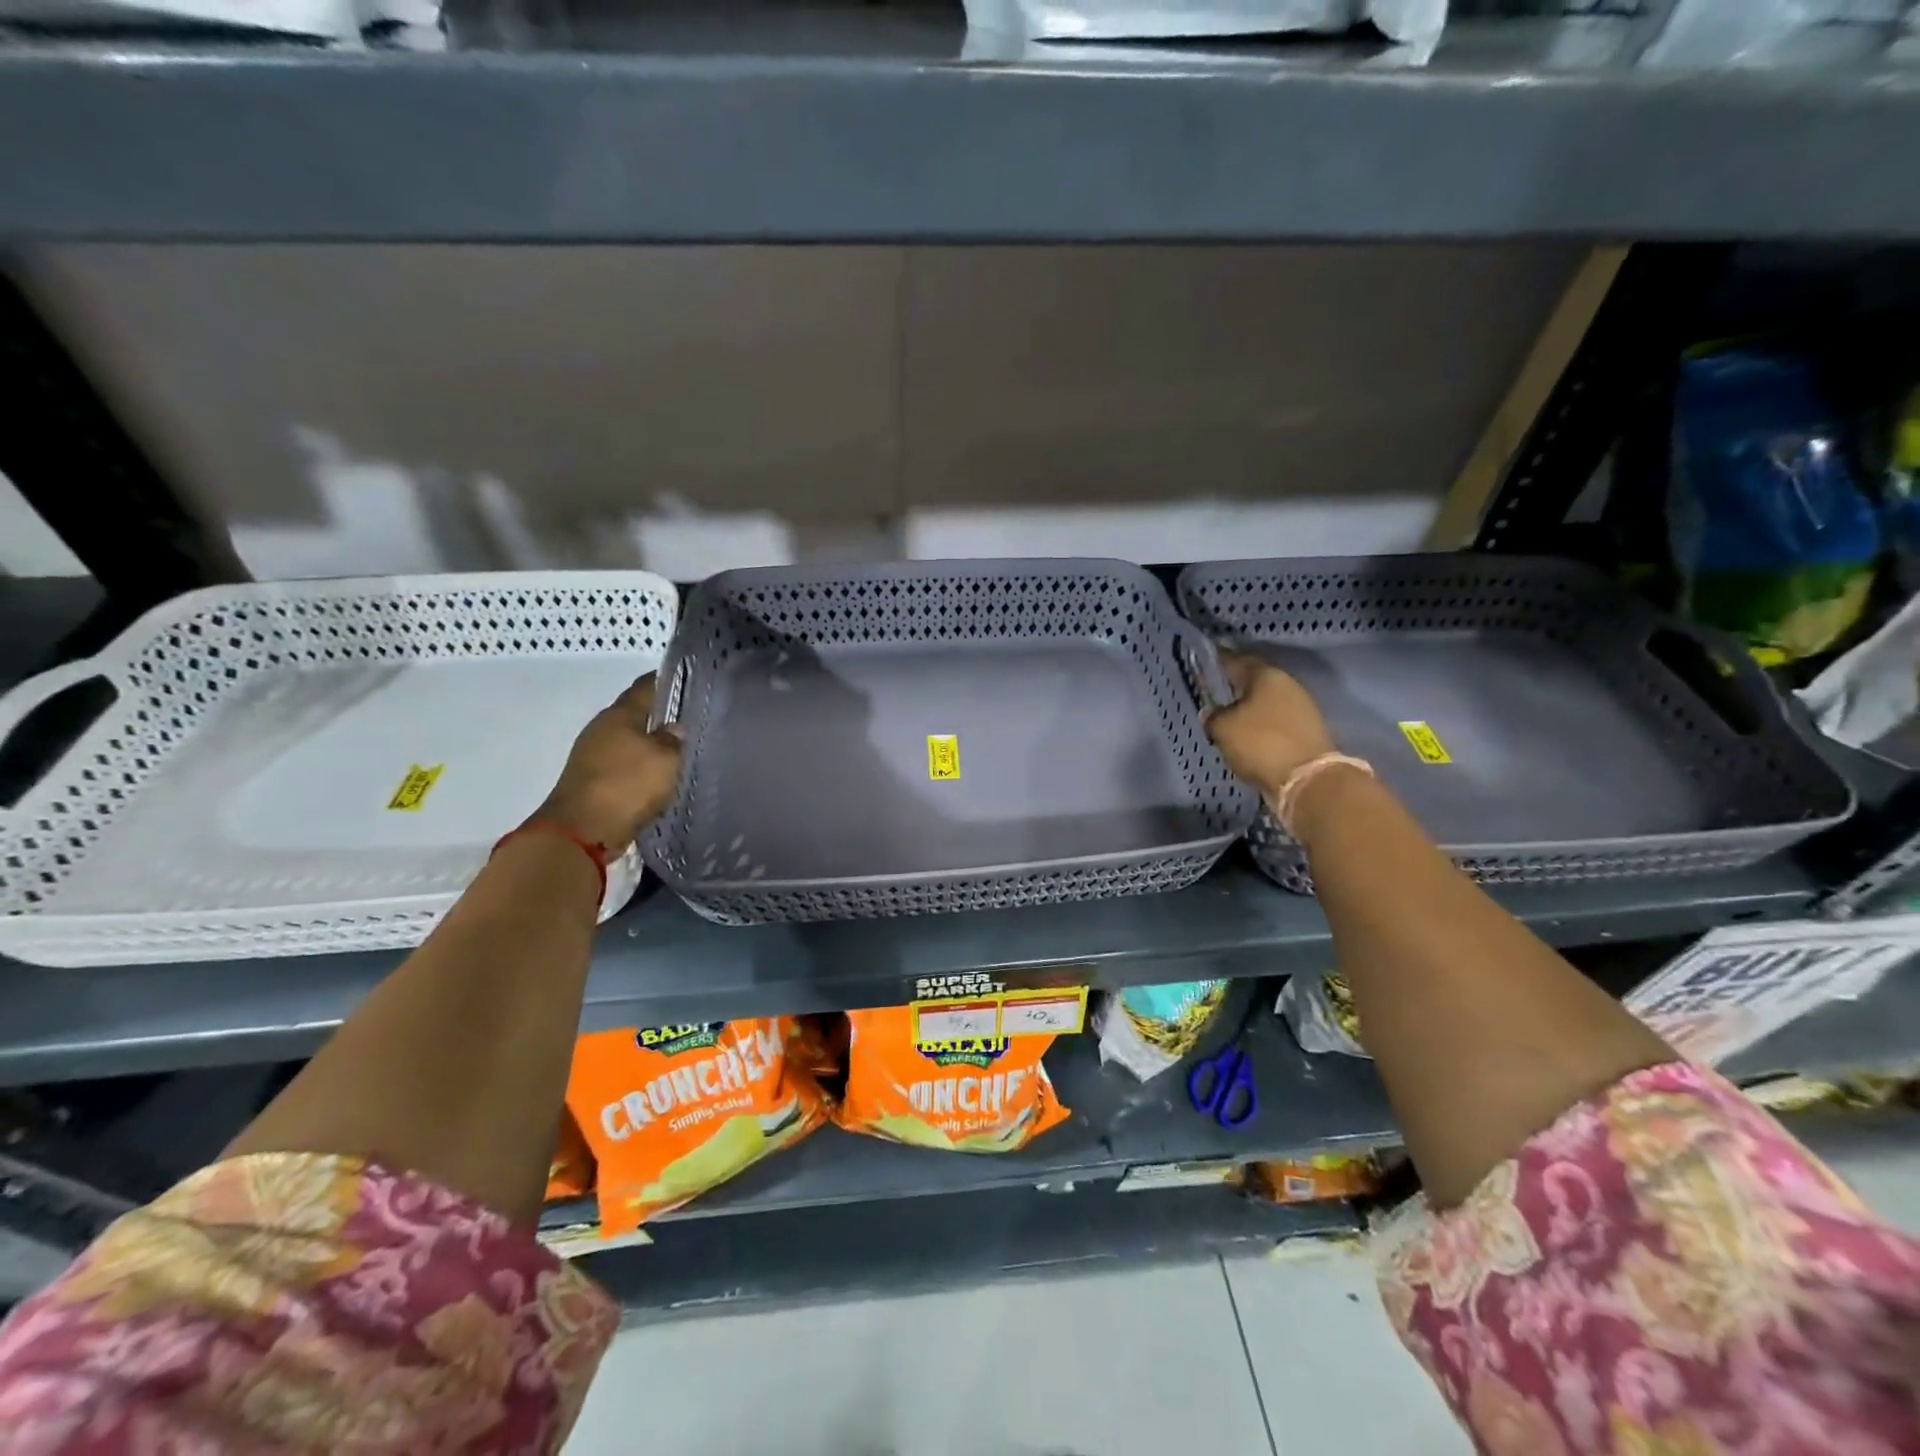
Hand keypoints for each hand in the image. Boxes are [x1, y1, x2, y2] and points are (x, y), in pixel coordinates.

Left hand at [533, 674, 683, 848]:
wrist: (582, 831)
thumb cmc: (627, 784)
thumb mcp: (665, 759)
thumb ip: (673, 740)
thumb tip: (675, 728)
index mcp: (619, 714)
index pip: (646, 686)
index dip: (666, 680)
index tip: (688, 679)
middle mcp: (602, 729)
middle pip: (635, 714)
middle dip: (660, 716)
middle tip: (691, 720)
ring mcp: (592, 756)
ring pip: (629, 741)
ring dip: (649, 744)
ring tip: (679, 751)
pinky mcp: (591, 781)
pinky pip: (623, 766)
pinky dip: (640, 767)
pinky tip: (658, 775)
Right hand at [1203, 649, 1336, 799]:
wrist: (1307, 780)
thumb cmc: (1260, 743)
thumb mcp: (1223, 728)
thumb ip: (1213, 716)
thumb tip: (1213, 713)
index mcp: (1266, 675)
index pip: (1236, 660)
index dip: (1218, 661)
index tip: (1203, 664)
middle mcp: (1287, 685)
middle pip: (1254, 681)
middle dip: (1235, 686)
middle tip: (1214, 694)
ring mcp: (1302, 708)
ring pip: (1266, 702)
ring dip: (1249, 708)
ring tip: (1229, 719)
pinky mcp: (1307, 732)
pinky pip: (1276, 722)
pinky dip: (1261, 726)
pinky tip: (1248, 736)